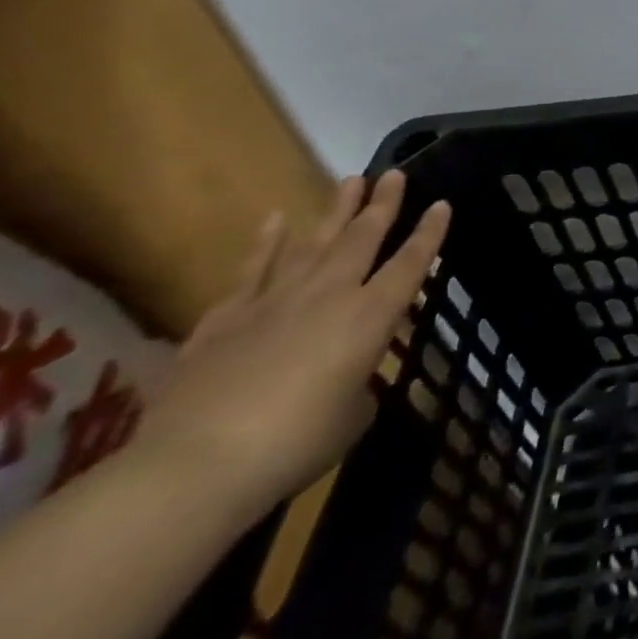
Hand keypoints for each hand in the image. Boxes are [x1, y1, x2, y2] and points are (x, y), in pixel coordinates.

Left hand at [133, 172, 450, 521]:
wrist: (196, 465)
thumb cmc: (295, 443)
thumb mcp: (351, 418)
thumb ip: (359, 387)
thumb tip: (350, 381)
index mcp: (371, 316)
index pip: (411, 263)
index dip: (430, 233)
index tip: (441, 204)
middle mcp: (330, 294)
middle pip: (362, 238)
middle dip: (383, 204)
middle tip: (393, 173)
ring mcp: (274, 302)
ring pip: (313, 242)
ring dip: (334, 210)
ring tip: (349, 180)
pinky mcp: (224, 320)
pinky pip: (251, 270)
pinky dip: (265, 242)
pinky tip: (275, 219)